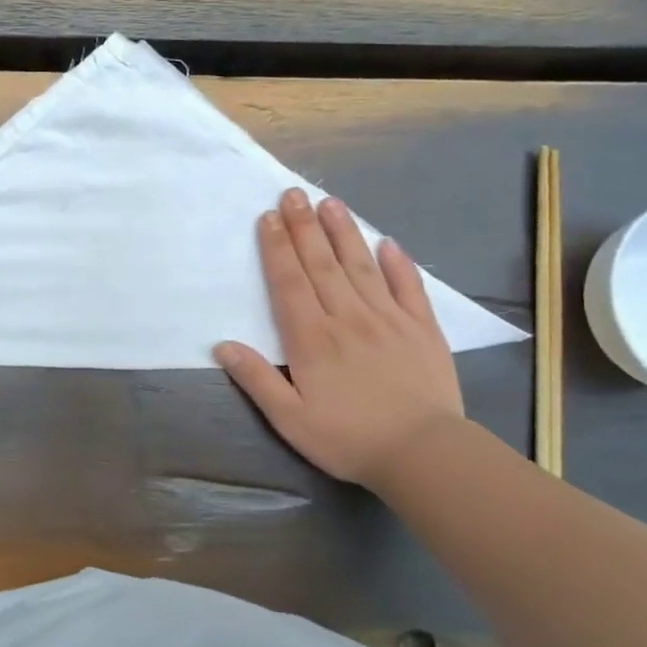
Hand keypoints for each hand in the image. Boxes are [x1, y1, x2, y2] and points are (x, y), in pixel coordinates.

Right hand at [215, 188, 462, 491]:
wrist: (423, 453)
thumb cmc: (348, 439)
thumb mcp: (291, 420)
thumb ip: (257, 380)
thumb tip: (222, 346)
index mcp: (312, 339)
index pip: (289, 283)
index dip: (277, 248)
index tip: (268, 218)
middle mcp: (347, 318)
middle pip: (321, 264)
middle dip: (303, 226)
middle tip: (292, 193)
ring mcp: (388, 319)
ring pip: (360, 266)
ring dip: (343, 232)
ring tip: (329, 203)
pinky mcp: (422, 328)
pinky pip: (408, 287)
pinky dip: (398, 263)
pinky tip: (387, 242)